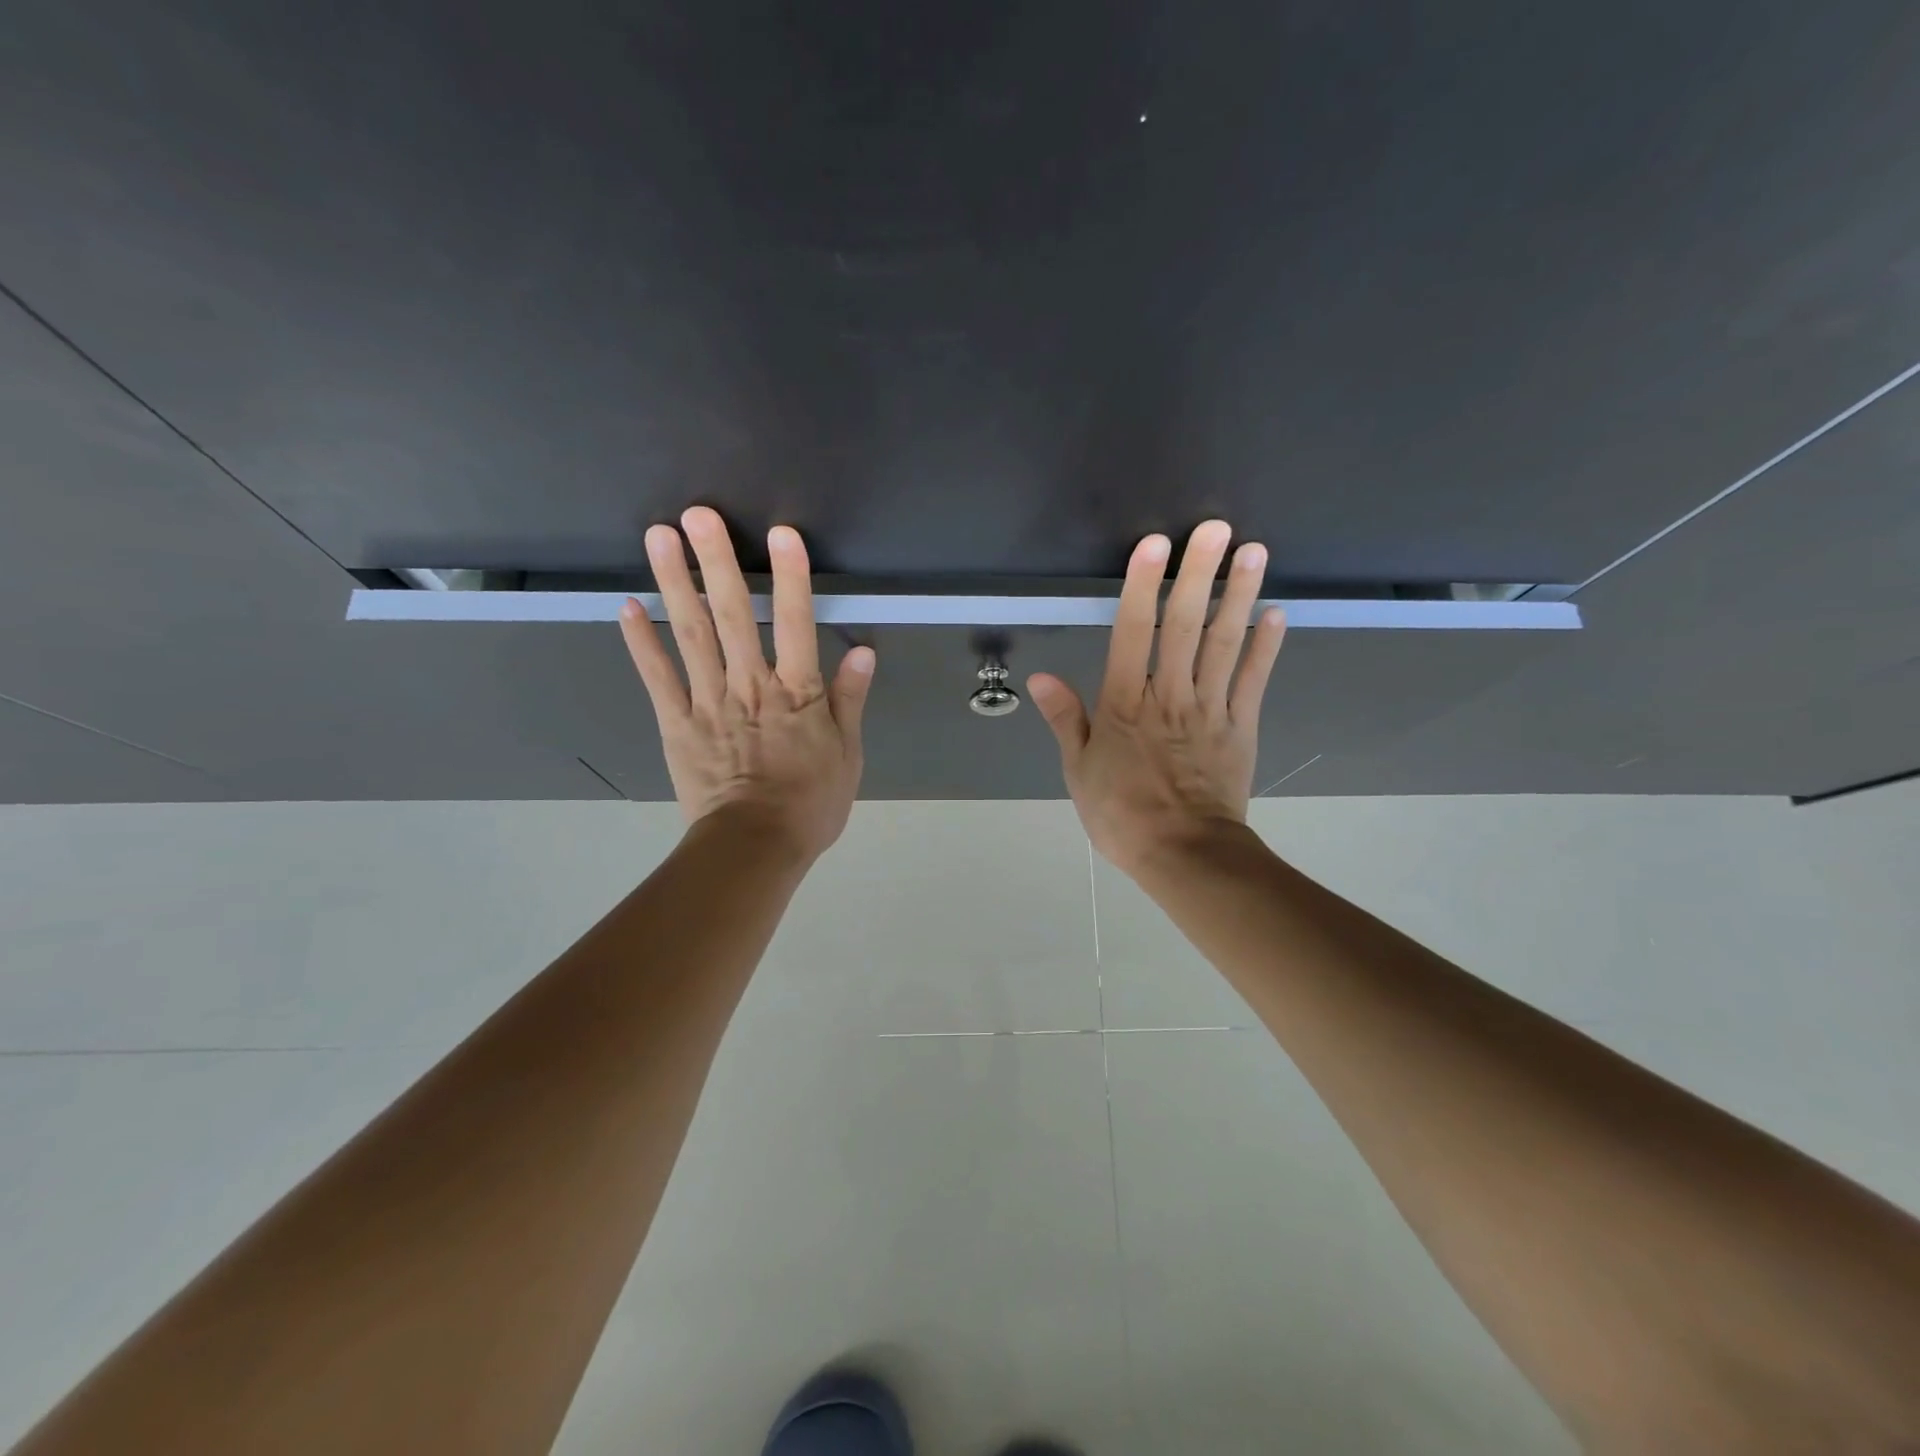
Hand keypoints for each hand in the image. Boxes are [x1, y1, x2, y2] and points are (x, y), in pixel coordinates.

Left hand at [620, 506, 873, 859]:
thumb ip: (849, 700)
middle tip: (699, 514)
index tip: (782, 534)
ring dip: (676, 584)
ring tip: (660, 538)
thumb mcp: (847, 754)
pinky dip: (642, 643)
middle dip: (718, 562)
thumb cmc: (810, 803)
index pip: (797, 624)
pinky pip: (658, 679)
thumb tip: (862, 651)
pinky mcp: (676, 724)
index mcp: (796, 693)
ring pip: (691, 636)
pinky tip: (628, 606)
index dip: (791, 577)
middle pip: (733, 616)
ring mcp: (707, 702)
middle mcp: (749, 686)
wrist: (754, 847)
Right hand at [1027, 520, 1285, 875]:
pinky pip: (1253, 680)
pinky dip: (1266, 646)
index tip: (1154, 545)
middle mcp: (1169, 694)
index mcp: (1125, 704)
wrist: (1183, 854)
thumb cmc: (1121, 814)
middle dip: (1198, 574)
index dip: (1142, 586)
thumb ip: (1065, 718)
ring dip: (1238, 596)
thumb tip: (1042, 675)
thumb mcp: (1077, 770)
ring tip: (1253, 552)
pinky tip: (1277, 612)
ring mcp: (1210, 708)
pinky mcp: (1241, 726)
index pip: (1132, 633)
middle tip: (1214, 528)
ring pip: (1224, 644)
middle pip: (1184, 626)